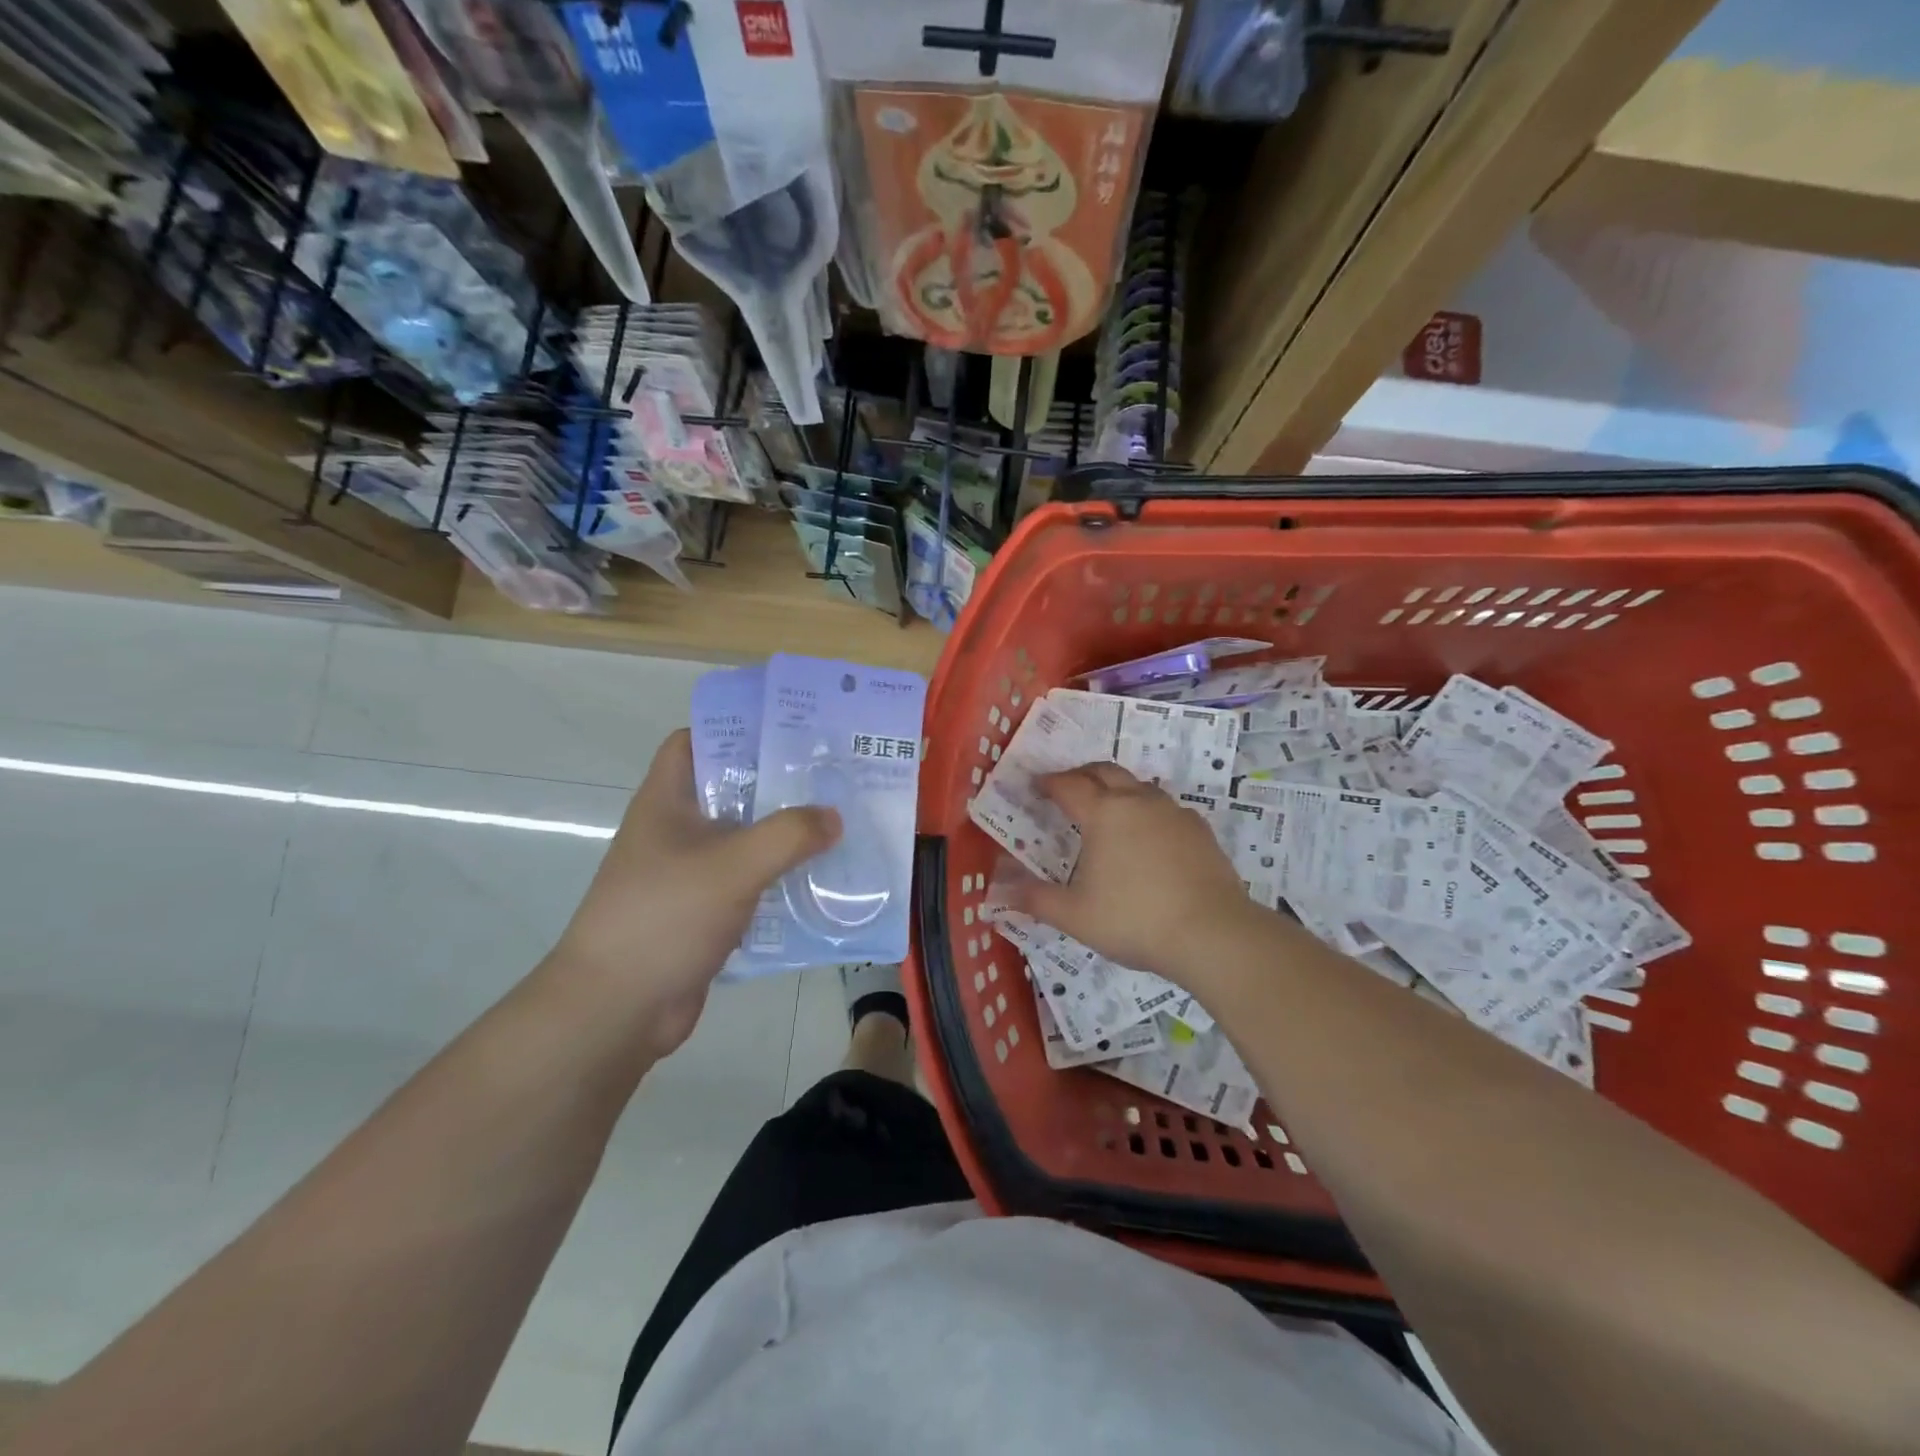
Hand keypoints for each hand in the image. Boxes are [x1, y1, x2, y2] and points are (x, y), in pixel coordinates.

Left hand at [547, 730, 841, 1057]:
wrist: (617, 1008)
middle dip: (779, 782)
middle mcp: (677, 829)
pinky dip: (780, 878)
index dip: (737, 729)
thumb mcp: (732, 865)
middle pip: (731, 789)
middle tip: (833, 776)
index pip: (696, 741)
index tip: (790, 730)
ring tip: (839, 824)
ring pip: (745, 838)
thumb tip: (834, 817)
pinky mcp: (704, 911)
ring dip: (786, 834)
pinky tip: (821, 880)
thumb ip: (788, 834)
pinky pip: (750, 881)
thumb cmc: (664, 917)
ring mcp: (690, 872)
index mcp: (667, 801)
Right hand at [1006, 764, 1265, 990]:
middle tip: (1066, 787)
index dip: (1047, 783)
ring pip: (1138, 785)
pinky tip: (1147, 836)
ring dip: (1116, 788)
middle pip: (1104, 771)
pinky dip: (1146, 810)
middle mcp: (1138, 801)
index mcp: (1103, 813)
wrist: (1213, 933)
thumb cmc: (1134, 920)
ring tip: (1106, 809)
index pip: (1068, 785)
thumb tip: (1001, 892)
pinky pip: (1165, 807)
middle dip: (1081, 774)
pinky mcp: (1199, 830)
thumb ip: (1036, 899)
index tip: (1035, 786)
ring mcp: (1173, 812)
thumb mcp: (1075, 915)